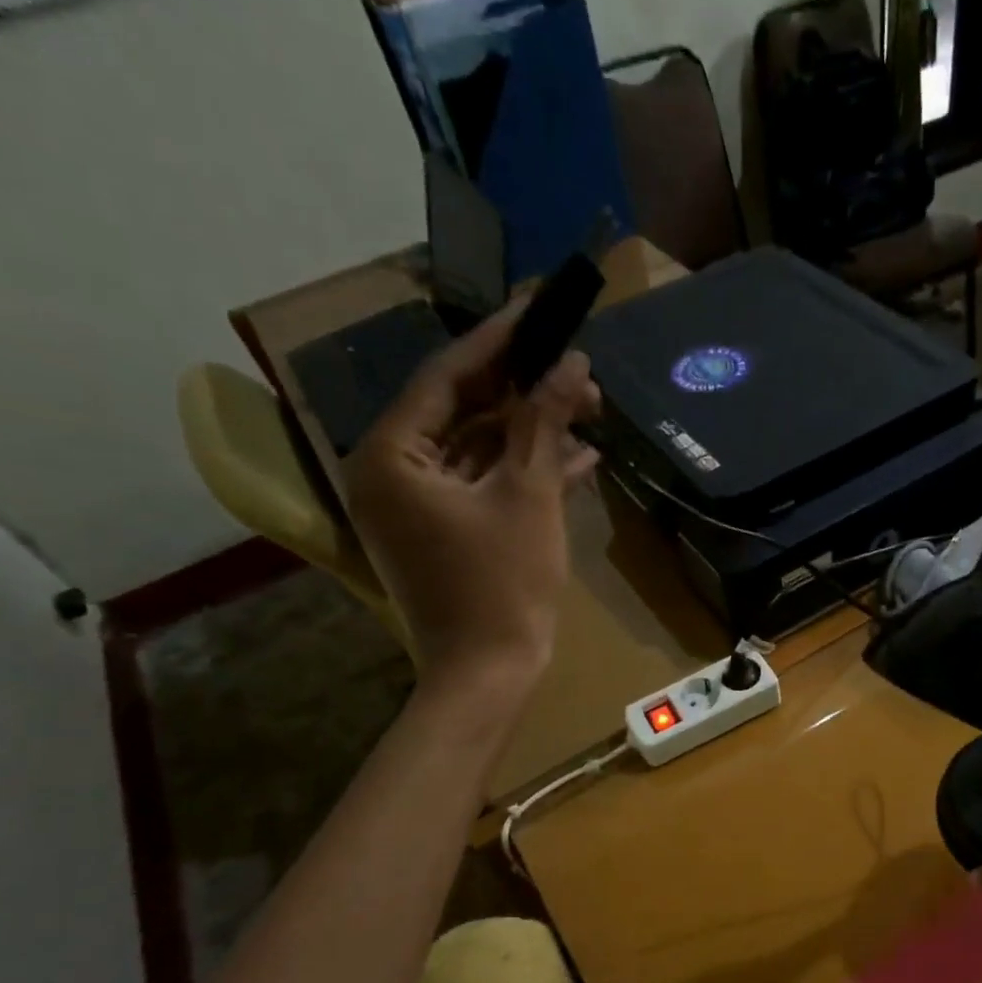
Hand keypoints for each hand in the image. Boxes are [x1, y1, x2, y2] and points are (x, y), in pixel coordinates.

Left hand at [344, 300, 600, 689]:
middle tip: (579, 370)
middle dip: (525, 391)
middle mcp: (391, 473)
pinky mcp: (444, 532)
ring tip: (590, 410)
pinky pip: (482, 485)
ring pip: (477, 449)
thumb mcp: (528, 494)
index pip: (446, 376)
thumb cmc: (503, 584)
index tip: (540, 308)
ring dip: (532, 433)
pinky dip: (523, 473)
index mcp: (392, 455)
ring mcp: (417, 507)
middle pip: (462, 411)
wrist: (489, 674)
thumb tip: (571, 363)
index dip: (500, 341)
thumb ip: (544, 422)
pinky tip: (578, 460)